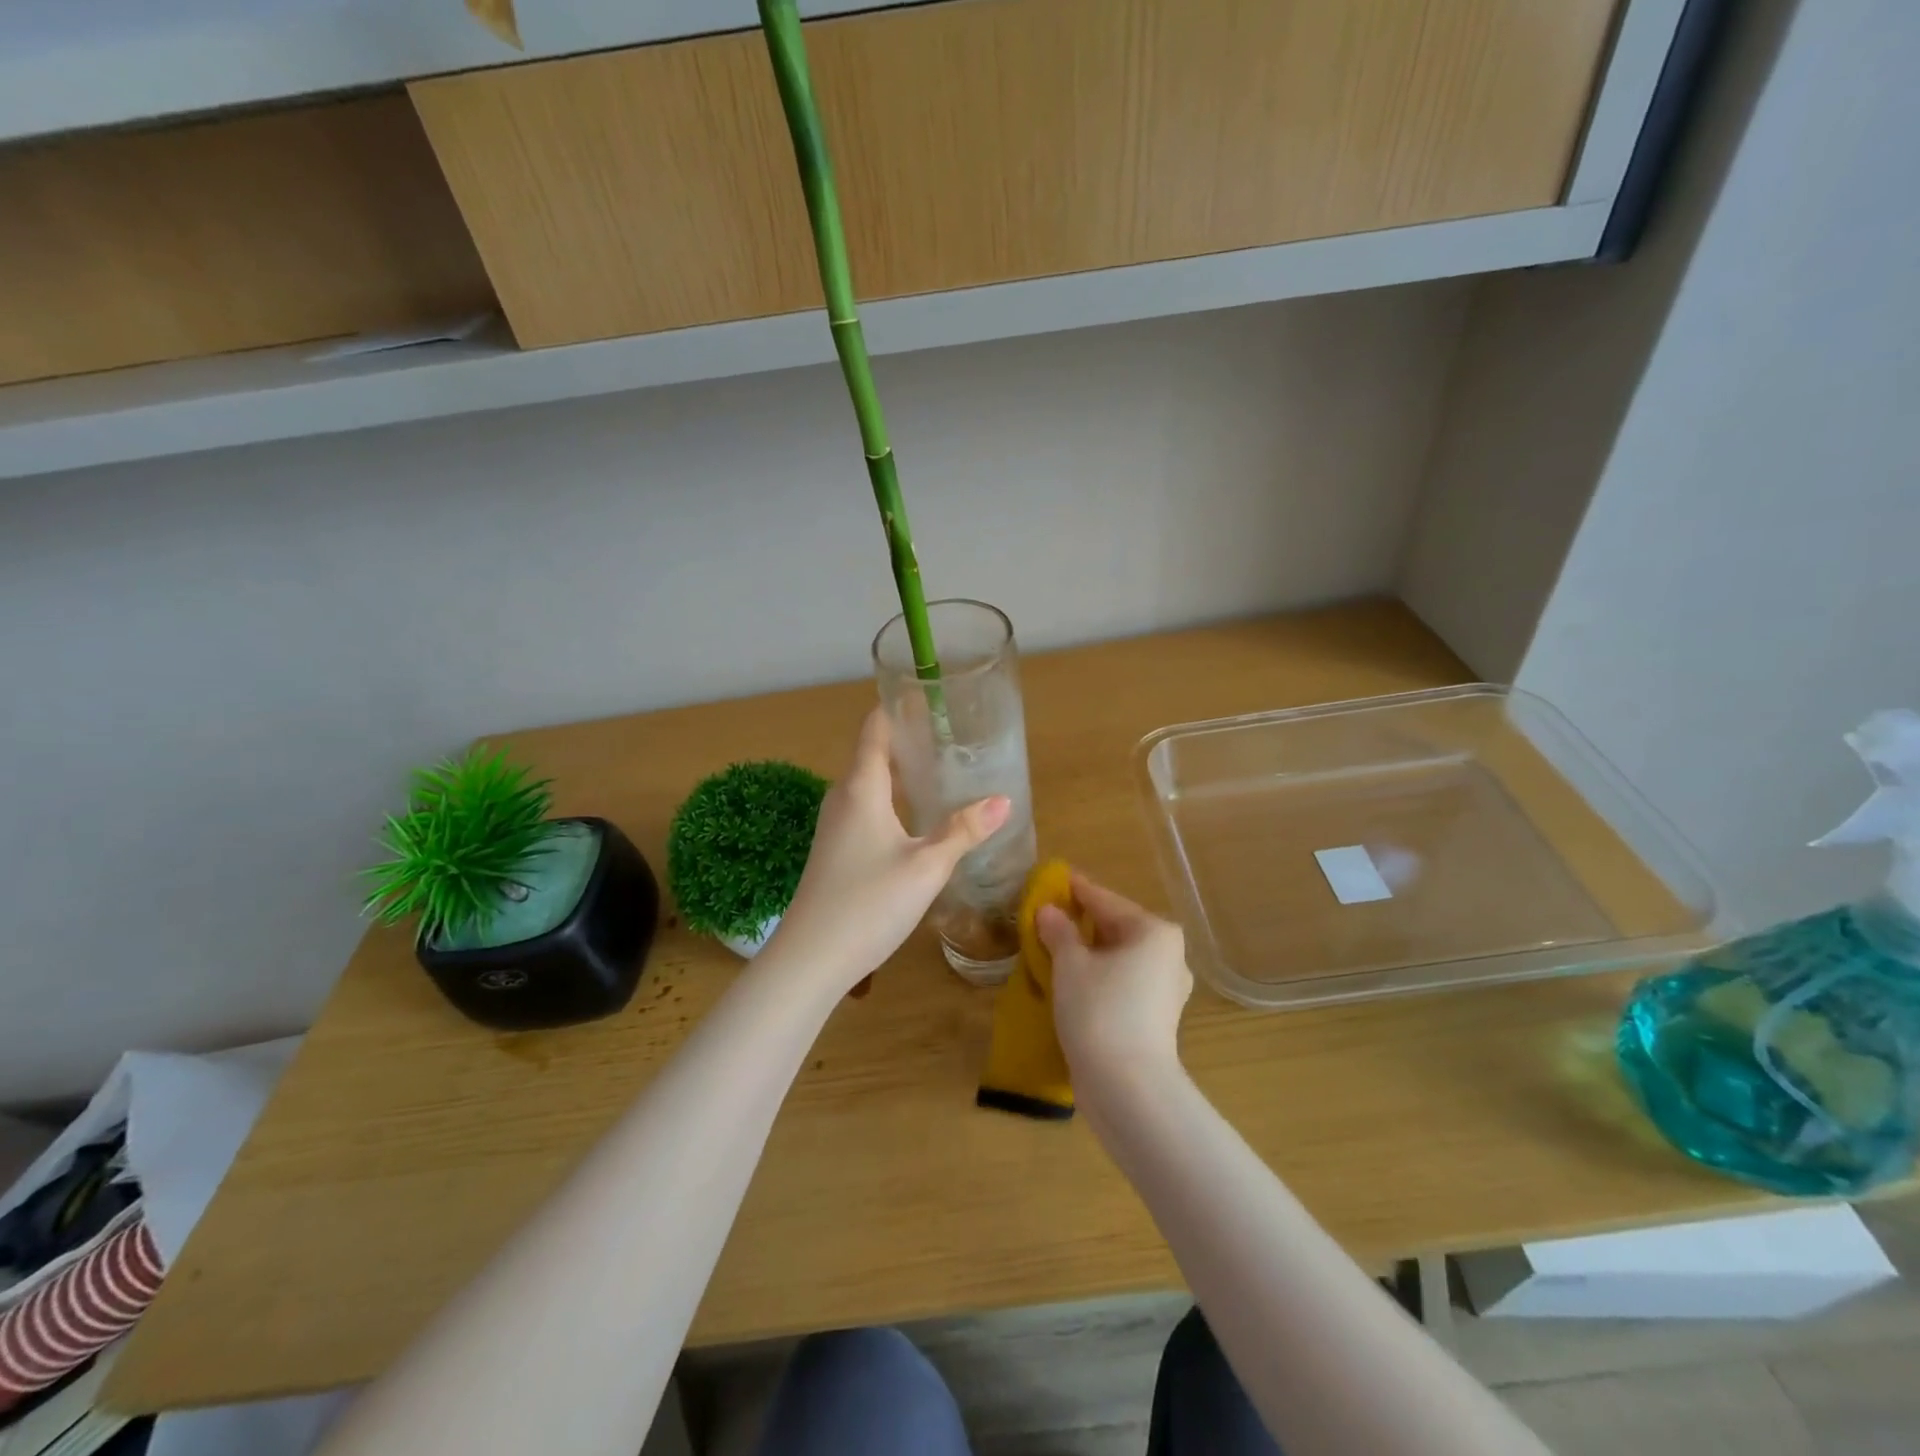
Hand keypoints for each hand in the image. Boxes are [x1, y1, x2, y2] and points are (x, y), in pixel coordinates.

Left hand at [766, 708, 1010, 993]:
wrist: (811, 957)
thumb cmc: (869, 902)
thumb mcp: (927, 866)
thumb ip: (964, 831)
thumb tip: (1002, 801)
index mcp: (861, 788)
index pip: (875, 729)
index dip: (898, 707)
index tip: (927, 694)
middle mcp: (842, 798)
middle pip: (873, 754)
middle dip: (907, 741)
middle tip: (949, 735)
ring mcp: (834, 826)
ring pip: (869, 785)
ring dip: (899, 773)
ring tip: (938, 771)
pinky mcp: (835, 851)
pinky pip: (865, 809)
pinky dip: (891, 800)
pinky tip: (914, 819)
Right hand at [1038, 873, 1191, 1089]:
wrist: (1128, 1088)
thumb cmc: (1099, 1011)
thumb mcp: (1069, 964)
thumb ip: (1059, 930)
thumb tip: (1049, 911)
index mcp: (1153, 931)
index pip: (1104, 900)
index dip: (1074, 890)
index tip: (1051, 880)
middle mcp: (1169, 954)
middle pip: (1115, 928)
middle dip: (1080, 924)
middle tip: (1045, 918)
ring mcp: (1167, 988)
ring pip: (1119, 958)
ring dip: (1088, 953)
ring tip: (1052, 950)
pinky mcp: (1157, 1017)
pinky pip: (1123, 982)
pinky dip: (1099, 977)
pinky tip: (1072, 982)